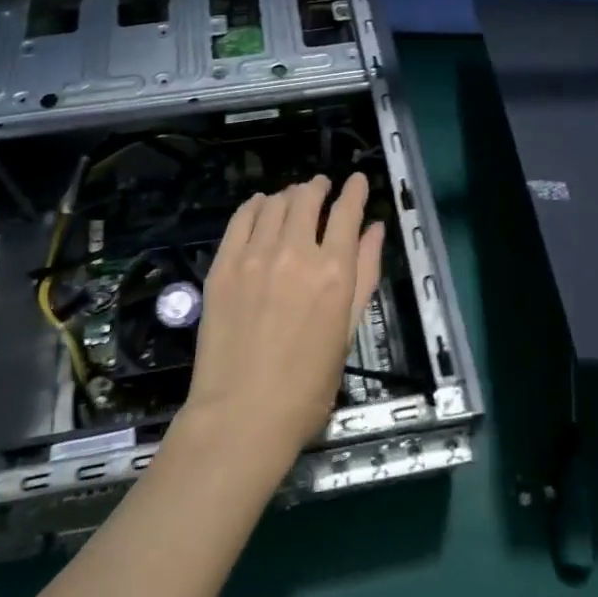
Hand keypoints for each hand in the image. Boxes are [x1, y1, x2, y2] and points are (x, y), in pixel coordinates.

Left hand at [180, 174, 383, 471]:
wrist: (241, 416)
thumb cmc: (307, 386)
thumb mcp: (347, 332)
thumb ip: (364, 274)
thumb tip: (374, 229)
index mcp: (333, 272)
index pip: (346, 212)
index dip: (353, 191)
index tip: (355, 180)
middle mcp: (295, 253)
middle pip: (307, 199)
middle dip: (318, 187)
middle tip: (320, 187)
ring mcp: (255, 256)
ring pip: (274, 204)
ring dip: (288, 194)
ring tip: (292, 197)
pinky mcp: (223, 265)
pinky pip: (241, 219)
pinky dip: (254, 205)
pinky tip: (260, 205)